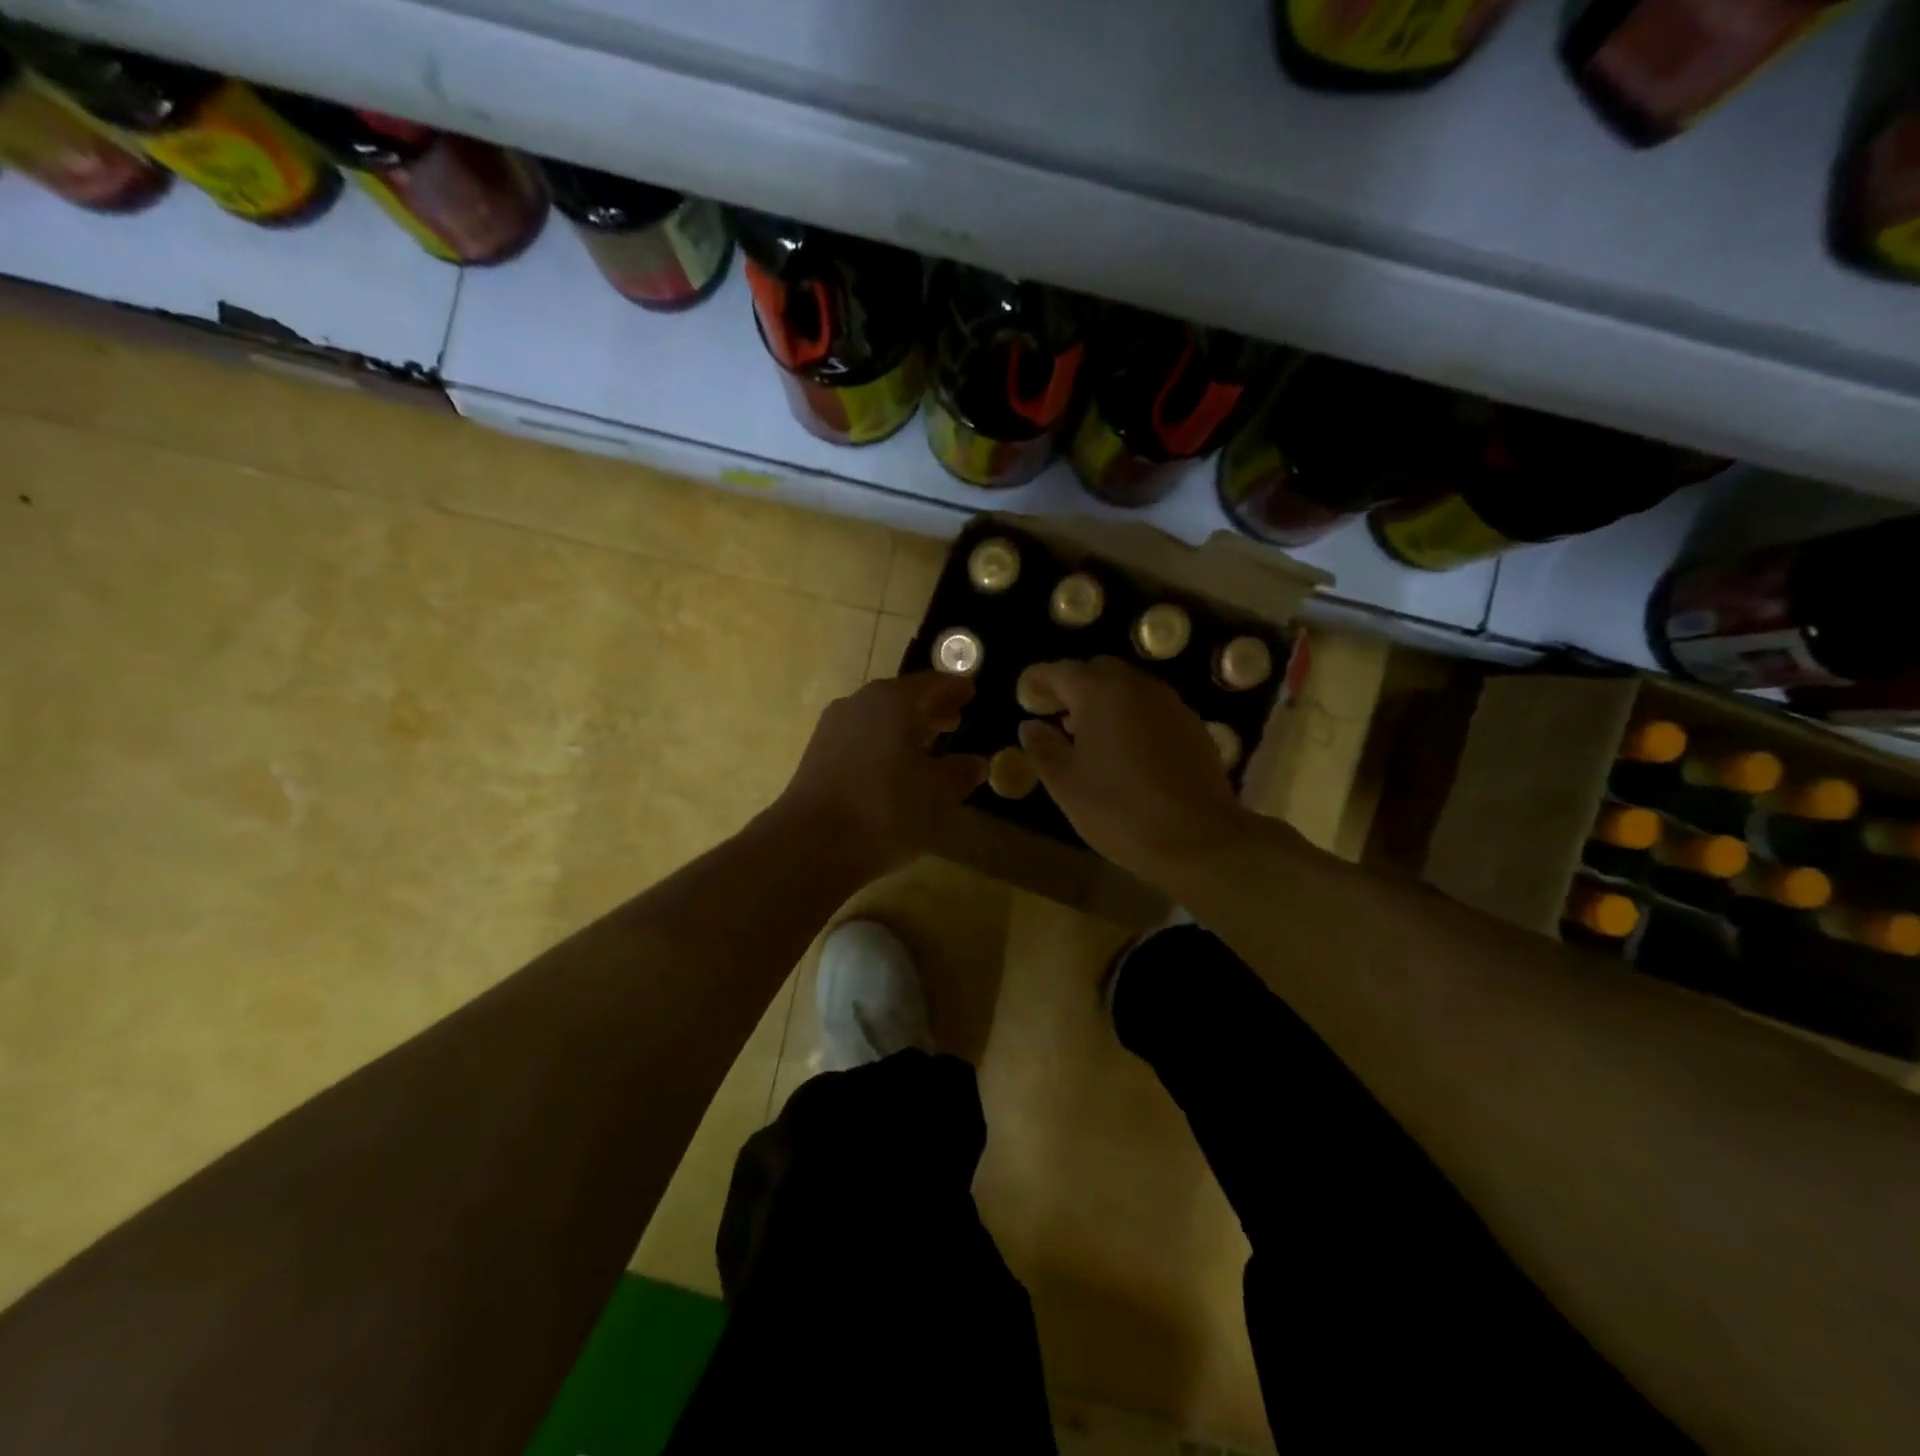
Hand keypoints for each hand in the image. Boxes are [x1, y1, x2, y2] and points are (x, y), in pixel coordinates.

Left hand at [774, 673, 986, 880]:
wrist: (811, 843)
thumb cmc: (885, 810)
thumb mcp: (936, 795)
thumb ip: (959, 773)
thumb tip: (976, 762)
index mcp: (895, 701)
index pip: (933, 683)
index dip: (955, 688)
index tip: (971, 692)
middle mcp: (862, 702)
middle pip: (903, 696)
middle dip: (930, 707)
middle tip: (954, 720)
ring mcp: (834, 725)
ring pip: (879, 715)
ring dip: (905, 726)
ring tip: (926, 745)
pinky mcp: (818, 751)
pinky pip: (861, 734)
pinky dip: (882, 741)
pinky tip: (892, 766)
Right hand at [1018, 656, 1249, 883]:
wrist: (1198, 839)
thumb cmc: (1119, 809)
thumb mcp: (1066, 784)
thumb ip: (1043, 748)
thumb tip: (1030, 726)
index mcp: (1100, 693)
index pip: (1061, 671)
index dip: (1038, 679)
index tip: (1025, 692)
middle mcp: (1137, 686)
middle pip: (1098, 671)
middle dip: (1074, 686)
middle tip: (1056, 714)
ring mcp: (1170, 704)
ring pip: (1129, 688)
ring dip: (1104, 701)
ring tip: (1088, 735)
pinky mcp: (1192, 726)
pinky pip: (1152, 708)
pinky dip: (1132, 717)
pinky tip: (1125, 750)